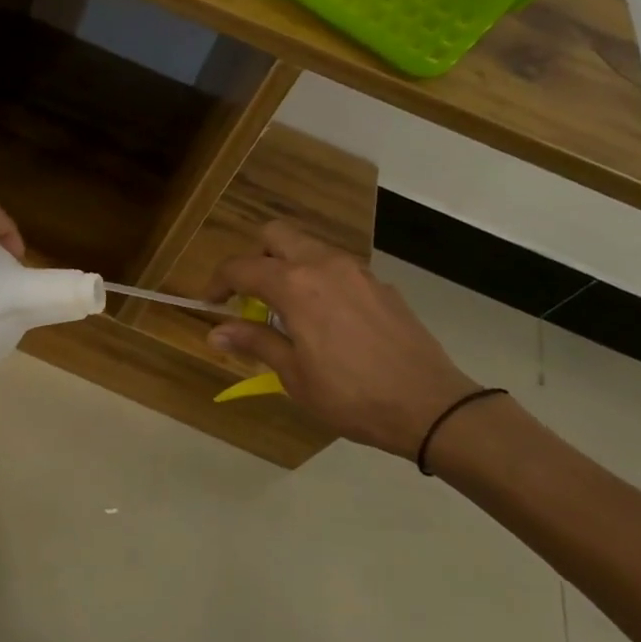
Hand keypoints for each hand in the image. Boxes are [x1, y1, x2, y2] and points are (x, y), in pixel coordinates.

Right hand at [208, 222, 482, 458]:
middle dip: (254, 257)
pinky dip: (319, 280)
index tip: (210, 303)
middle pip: (276, 235)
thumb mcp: (294, 375)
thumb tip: (215, 331)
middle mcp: (324, 265)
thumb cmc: (351, 396)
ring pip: (309, 247)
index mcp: (295, 285)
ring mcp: (357, 271)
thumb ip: (255, 342)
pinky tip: (327, 320)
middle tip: (250, 295)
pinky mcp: (380, 284)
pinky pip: (337, 267)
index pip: (241, 267)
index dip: (218, 282)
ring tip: (287, 310)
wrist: (430, 406)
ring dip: (288, 266)